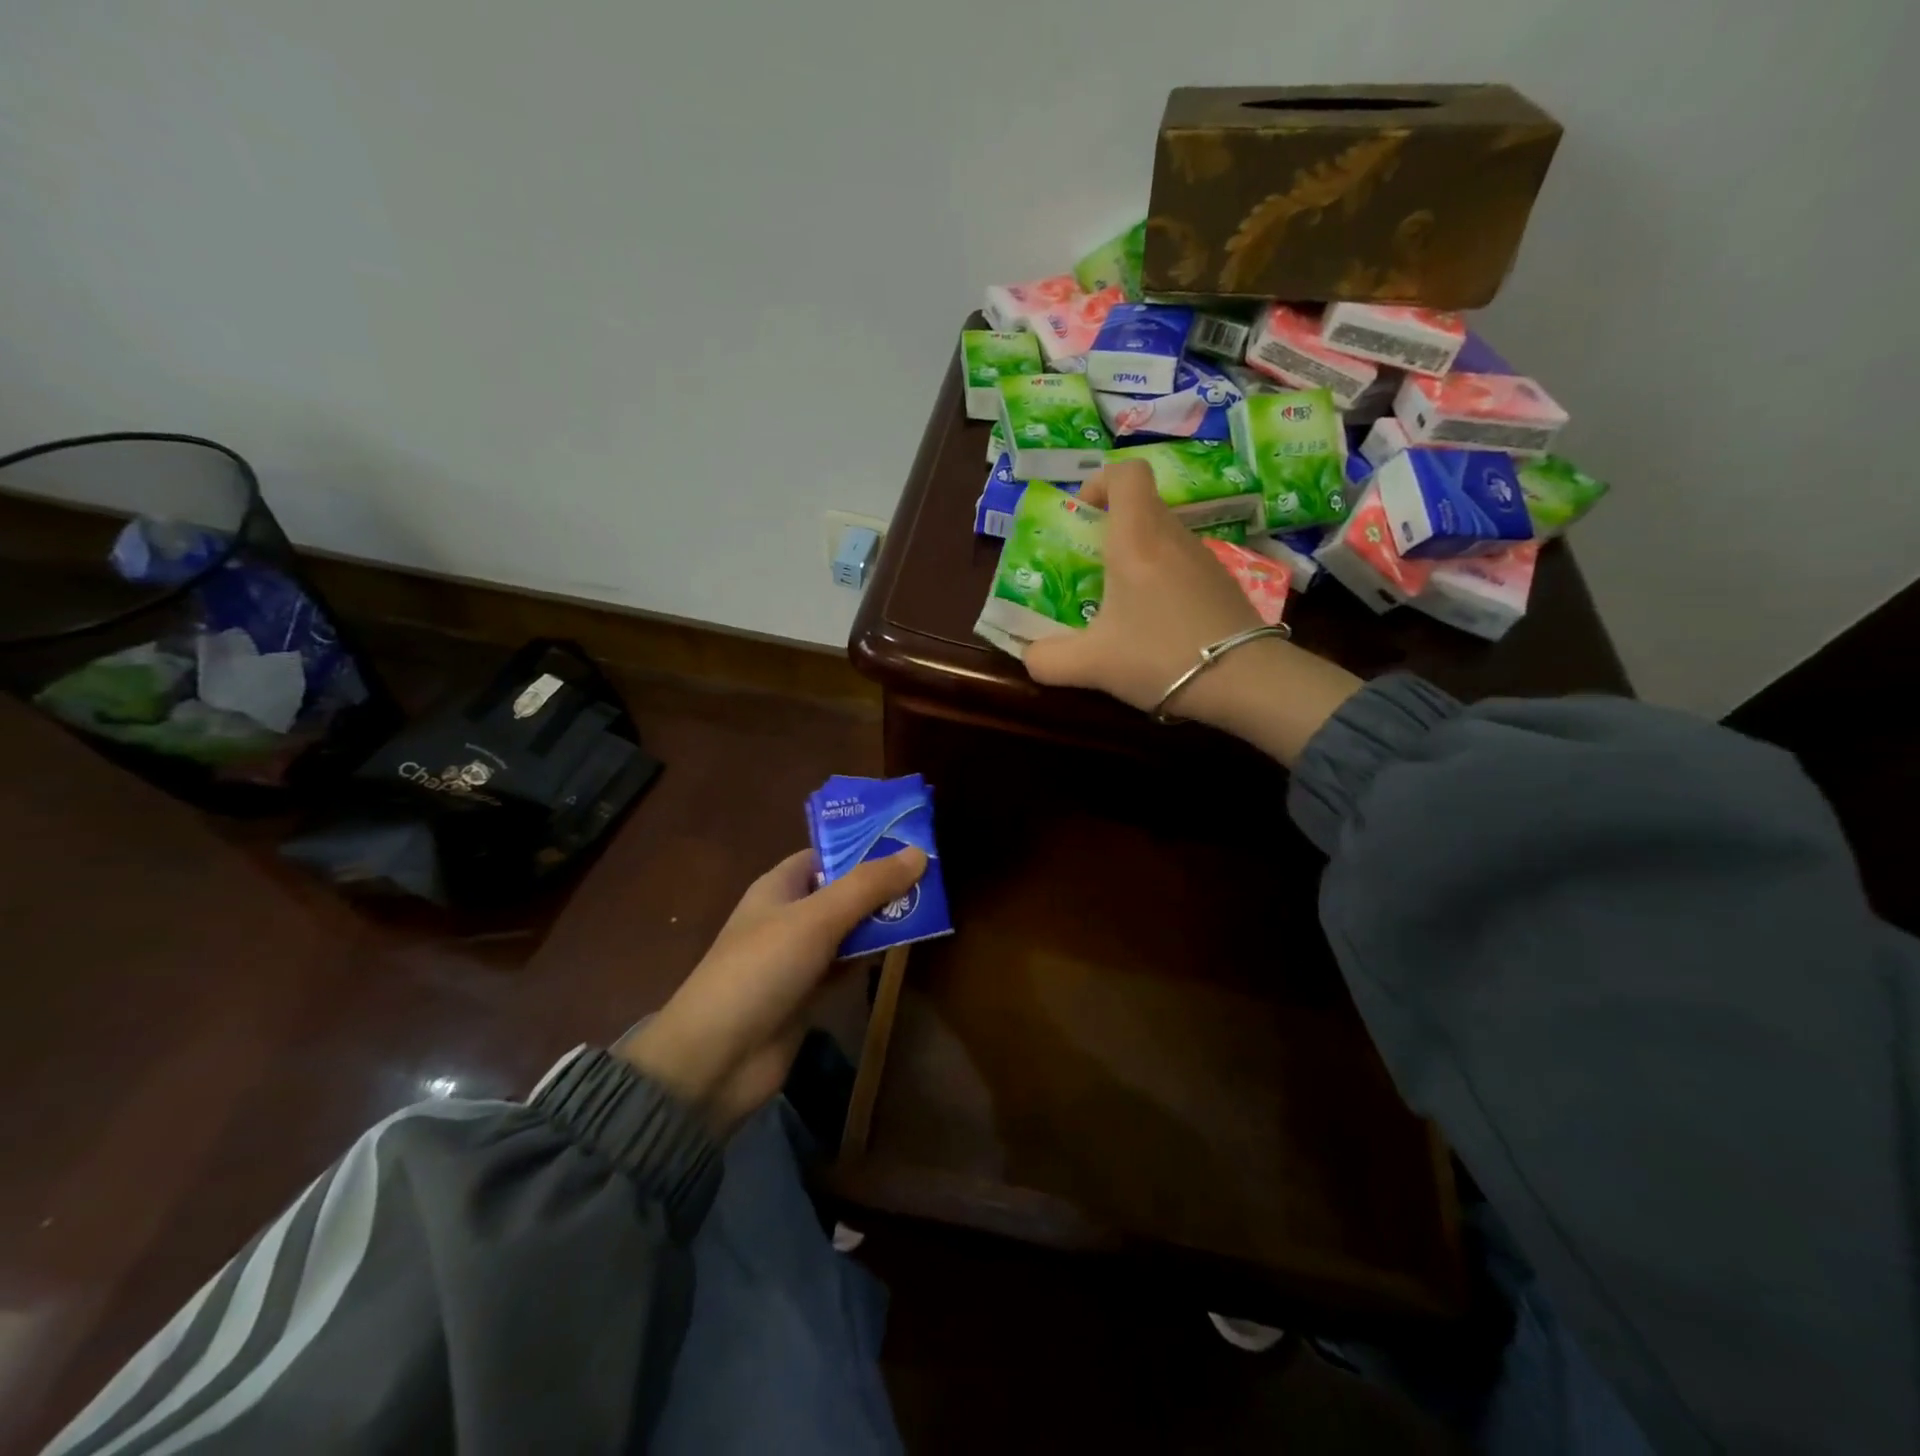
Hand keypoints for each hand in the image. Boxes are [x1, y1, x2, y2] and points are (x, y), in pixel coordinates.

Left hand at [616, 847, 925, 1136]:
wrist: (716, 1060)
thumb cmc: (761, 970)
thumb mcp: (817, 919)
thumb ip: (868, 886)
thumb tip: (920, 852)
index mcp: (779, 886)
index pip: (826, 853)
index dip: (864, 844)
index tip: (909, 840)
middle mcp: (788, 916)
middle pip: (842, 890)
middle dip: (881, 884)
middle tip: (932, 875)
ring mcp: (798, 957)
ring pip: (848, 929)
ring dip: (880, 920)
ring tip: (930, 905)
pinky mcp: (808, 993)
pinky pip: (846, 964)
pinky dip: (870, 956)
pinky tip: (902, 948)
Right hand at [1024, 461, 1264, 714]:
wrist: (1244, 680)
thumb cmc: (1159, 657)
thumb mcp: (1091, 665)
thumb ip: (1048, 659)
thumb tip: (1030, 655)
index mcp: (1137, 540)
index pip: (1127, 473)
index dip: (1100, 481)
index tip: (1083, 514)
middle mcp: (1172, 537)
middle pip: (1142, 506)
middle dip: (1110, 527)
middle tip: (1090, 567)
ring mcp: (1204, 557)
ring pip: (1163, 536)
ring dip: (1137, 556)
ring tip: (1120, 603)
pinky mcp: (1223, 582)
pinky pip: (1183, 563)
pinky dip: (1163, 578)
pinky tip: (1157, 623)